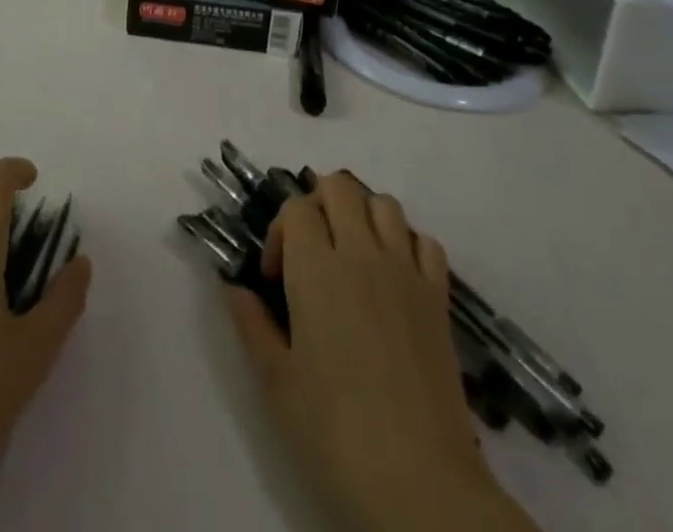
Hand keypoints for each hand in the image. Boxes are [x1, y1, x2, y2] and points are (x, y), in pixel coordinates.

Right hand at [226, 174, 534, 531]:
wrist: (420, 484)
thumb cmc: (335, 434)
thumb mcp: (276, 382)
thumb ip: (251, 324)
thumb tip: (233, 287)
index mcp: (316, 268)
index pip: (296, 207)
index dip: (280, 231)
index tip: (276, 278)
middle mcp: (361, 253)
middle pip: (339, 187)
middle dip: (318, 205)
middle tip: (310, 252)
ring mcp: (405, 271)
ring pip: (383, 204)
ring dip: (362, 216)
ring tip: (351, 257)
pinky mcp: (438, 297)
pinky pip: (424, 241)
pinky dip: (406, 243)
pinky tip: (394, 277)